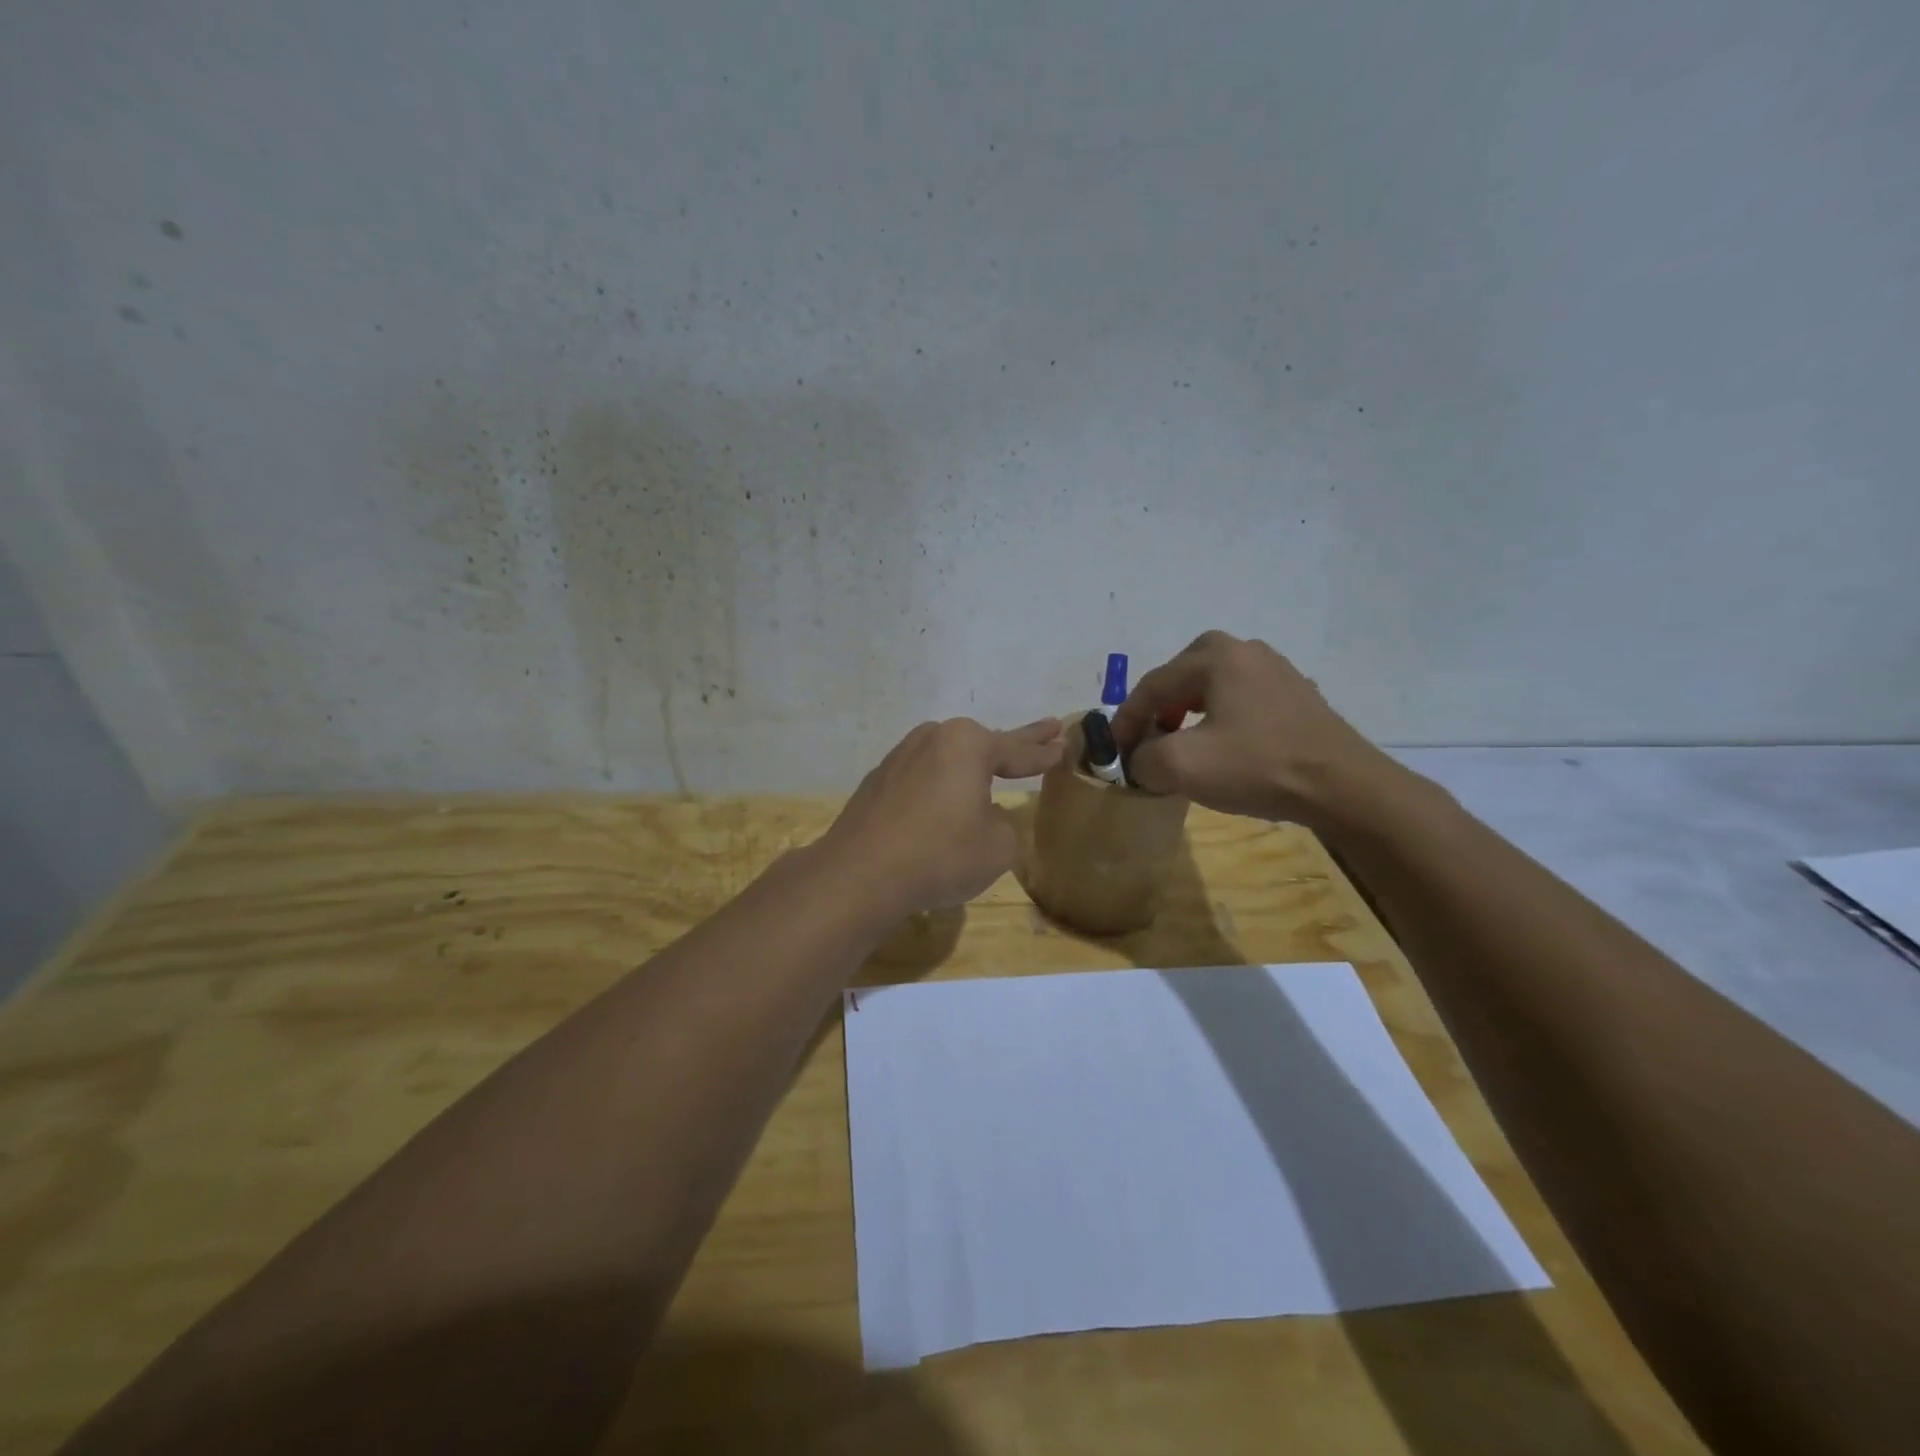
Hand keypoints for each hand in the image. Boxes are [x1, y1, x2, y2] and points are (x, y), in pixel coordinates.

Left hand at [822, 717, 1065, 914]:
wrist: (860, 874)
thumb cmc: (940, 854)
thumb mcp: (998, 846)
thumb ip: (1004, 824)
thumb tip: (986, 815)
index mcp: (967, 745)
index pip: (1017, 749)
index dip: (1043, 752)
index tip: (1064, 743)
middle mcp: (932, 738)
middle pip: (983, 742)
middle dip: (1016, 741)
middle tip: (1047, 728)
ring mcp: (899, 757)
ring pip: (948, 758)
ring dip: (971, 765)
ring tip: (993, 768)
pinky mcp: (877, 781)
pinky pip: (922, 778)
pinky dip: (939, 785)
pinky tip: (943, 802)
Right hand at [1111, 631, 1385, 824]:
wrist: (1343, 787)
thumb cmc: (1257, 766)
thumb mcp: (1182, 766)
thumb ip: (1143, 758)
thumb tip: (1140, 760)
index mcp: (1215, 656)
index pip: (1152, 685)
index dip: (1126, 720)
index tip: (1112, 751)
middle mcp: (1245, 650)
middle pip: (1180, 678)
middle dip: (1157, 710)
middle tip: (1146, 740)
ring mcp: (1276, 669)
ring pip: (1212, 687)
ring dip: (1187, 713)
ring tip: (1180, 744)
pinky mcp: (1296, 695)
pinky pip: (1240, 699)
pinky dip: (1219, 717)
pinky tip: (1223, 746)